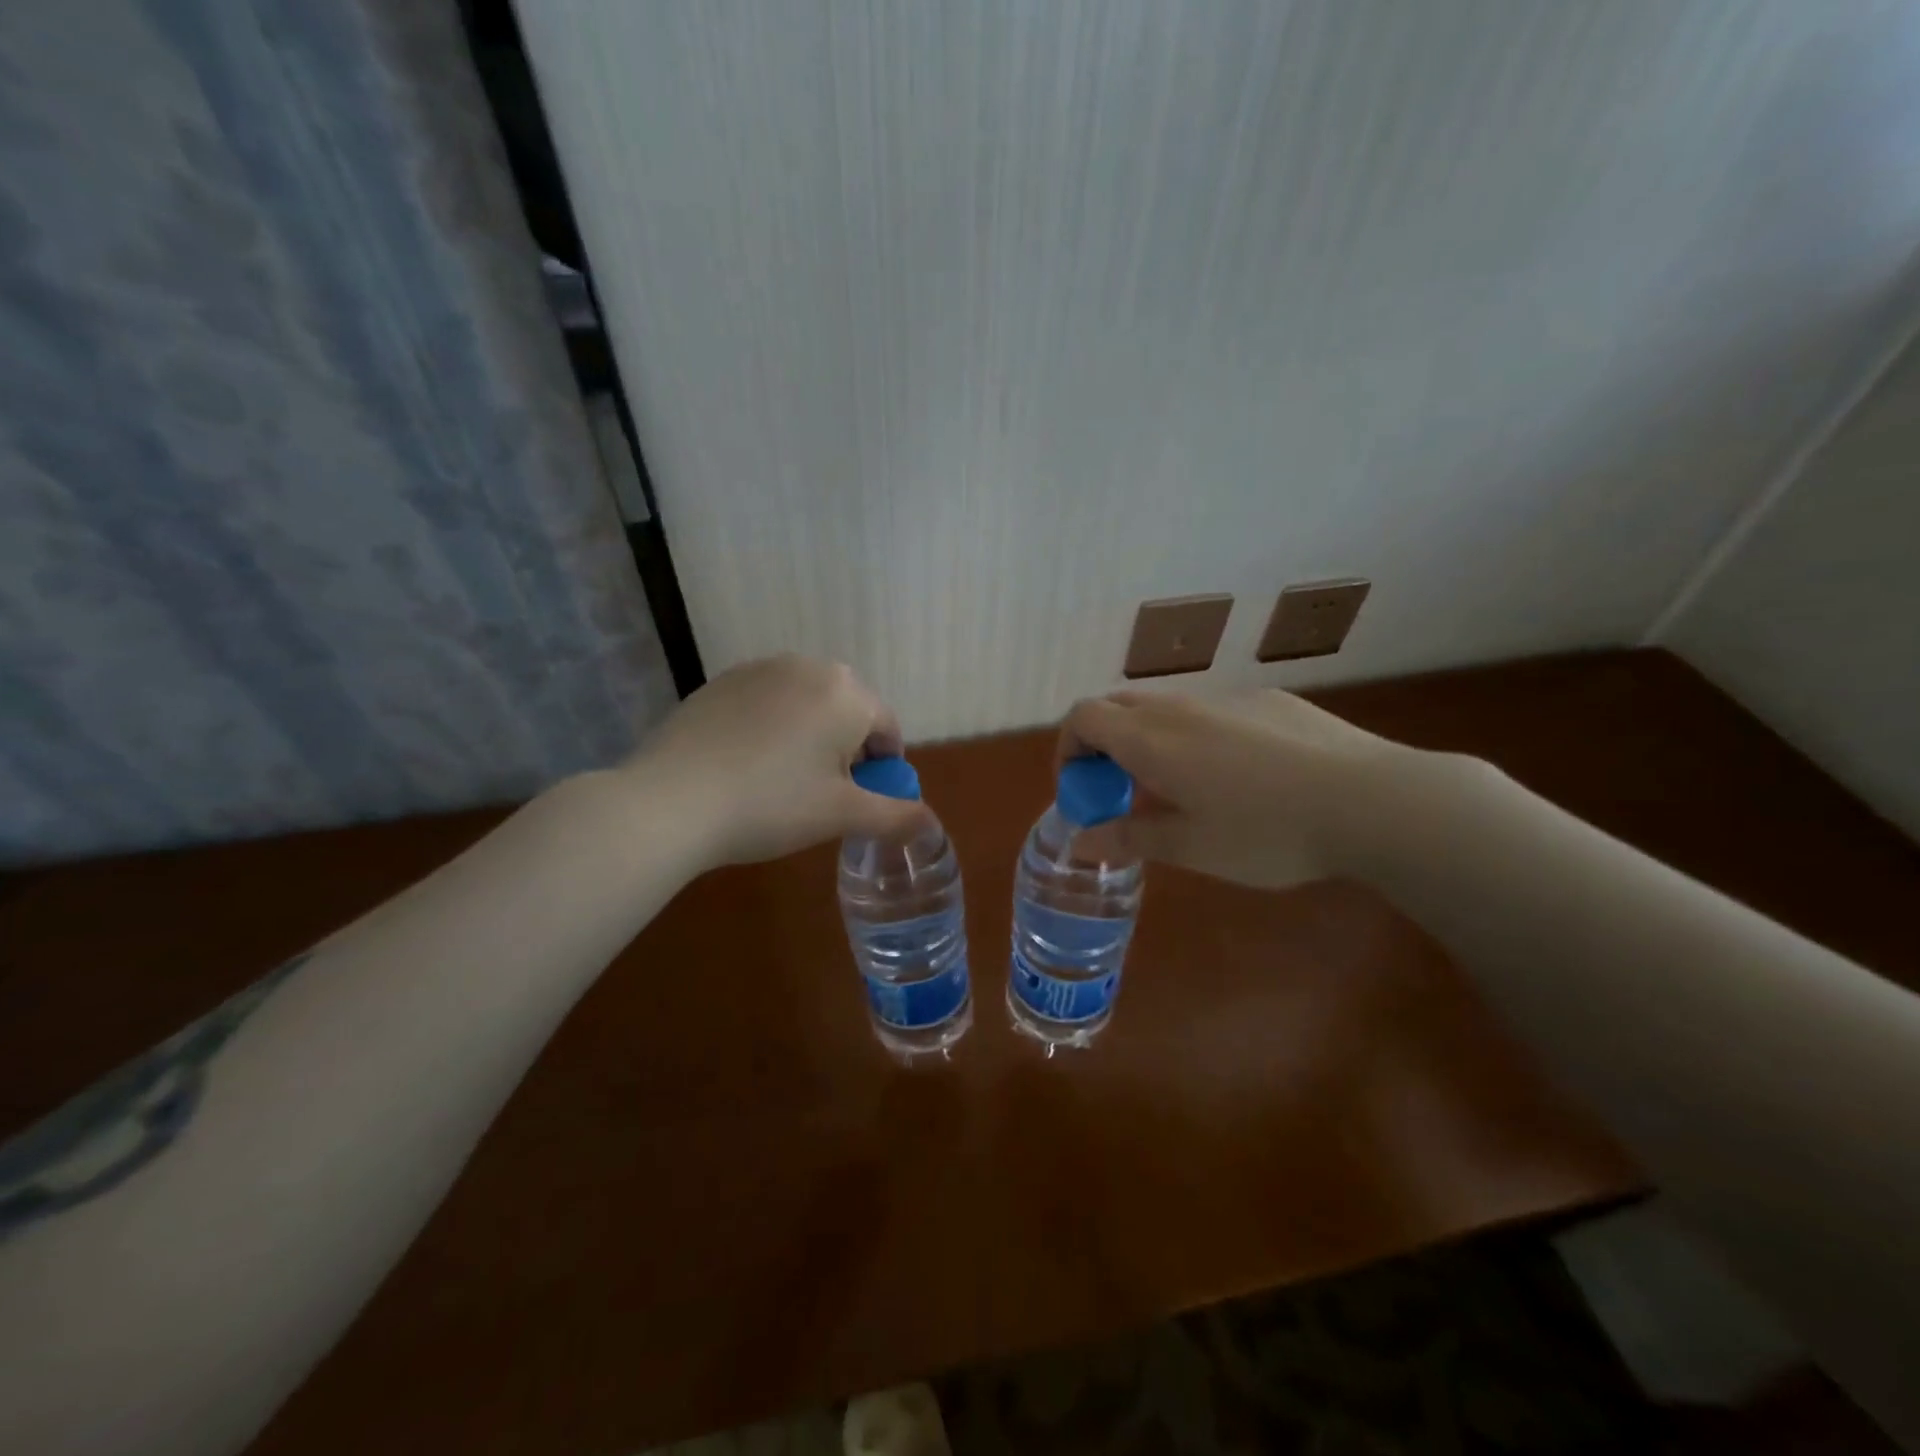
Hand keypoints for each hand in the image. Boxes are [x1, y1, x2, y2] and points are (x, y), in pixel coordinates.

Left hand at [627, 655, 927, 865]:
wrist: (670, 801)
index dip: (883, 768)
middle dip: (847, 748)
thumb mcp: (841, 815)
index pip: (886, 727)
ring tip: (783, 780)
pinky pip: (767, 702)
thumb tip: (931, 823)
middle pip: (847, 710)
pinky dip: (771, 727)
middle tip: (823, 793)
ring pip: (806, 703)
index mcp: (846, 692)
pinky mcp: (721, 681)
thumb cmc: (771, 805)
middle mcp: (808, 666)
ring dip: (810, 736)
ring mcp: (759, 669)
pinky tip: (747, 763)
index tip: (863, 800)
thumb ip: (895, 816)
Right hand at [1059, 688, 1416, 889]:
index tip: (1080, 789)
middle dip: (1103, 744)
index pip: (1083, 717)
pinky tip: (1241, 777)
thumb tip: (1080, 841)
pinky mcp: (1268, 700)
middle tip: (1121, 791)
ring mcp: (1227, 698)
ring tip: (1182, 789)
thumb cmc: (1266, 831)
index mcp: (1150, 739)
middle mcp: (1180, 707)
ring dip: (1150, 740)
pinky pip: (1211, 711)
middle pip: (1118, 706)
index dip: (1068, 749)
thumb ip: (1128, 838)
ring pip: (1166, 708)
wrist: (1370, 800)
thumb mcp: (1190, 847)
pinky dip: (1196, 735)